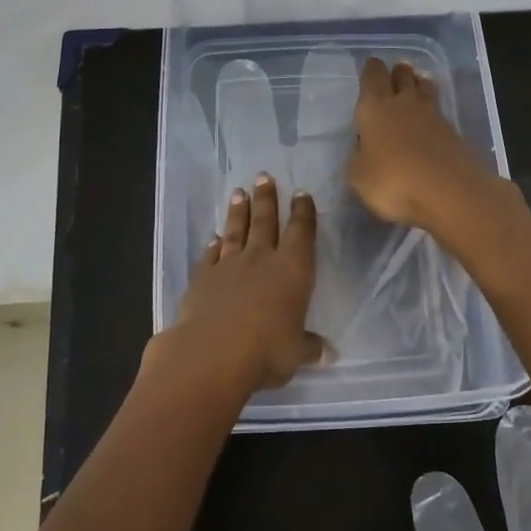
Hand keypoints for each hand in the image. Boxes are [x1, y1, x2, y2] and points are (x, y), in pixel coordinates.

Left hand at [150, 173, 324, 395]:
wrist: (211, 353)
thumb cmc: (265, 351)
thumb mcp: (295, 353)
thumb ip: (309, 347)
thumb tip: (327, 354)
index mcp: (292, 270)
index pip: (301, 232)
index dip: (303, 212)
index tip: (301, 193)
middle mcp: (261, 259)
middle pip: (265, 221)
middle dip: (267, 198)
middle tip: (263, 176)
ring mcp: (229, 265)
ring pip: (236, 231)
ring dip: (239, 212)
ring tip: (239, 192)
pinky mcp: (202, 277)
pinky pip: (211, 254)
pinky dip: (213, 244)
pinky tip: (214, 237)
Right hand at [347, 58, 509, 237]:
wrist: (449, 192)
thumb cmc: (393, 181)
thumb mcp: (359, 176)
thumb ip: (359, 157)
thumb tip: (364, 149)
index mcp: (375, 107)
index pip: (372, 77)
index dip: (371, 70)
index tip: (371, 65)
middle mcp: (404, 103)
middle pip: (403, 76)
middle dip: (398, 72)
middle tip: (396, 71)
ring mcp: (433, 116)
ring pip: (425, 89)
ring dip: (419, 84)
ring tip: (416, 85)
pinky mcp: (453, 133)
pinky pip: (439, 112)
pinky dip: (432, 111)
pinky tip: (429, 120)